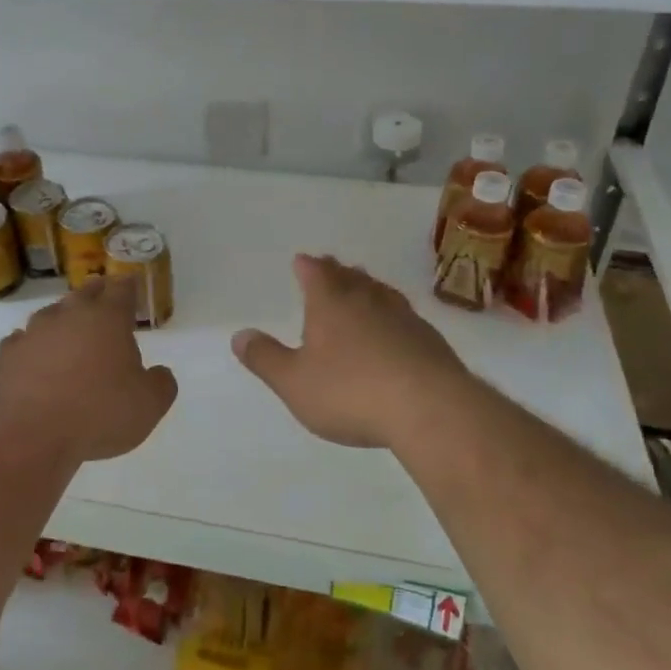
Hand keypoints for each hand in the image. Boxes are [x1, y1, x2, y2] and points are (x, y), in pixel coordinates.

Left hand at [0, 276, 178, 463]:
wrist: (30, 435)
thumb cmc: (98, 414)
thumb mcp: (149, 406)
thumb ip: (161, 384)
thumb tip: (160, 374)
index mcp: (108, 319)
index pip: (122, 289)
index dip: (129, 285)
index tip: (132, 283)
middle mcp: (69, 315)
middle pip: (85, 293)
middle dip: (97, 294)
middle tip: (104, 299)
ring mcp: (33, 332)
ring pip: (52, 314)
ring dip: (63, 319)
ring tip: (70, 332)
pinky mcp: (7, 354)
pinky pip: (23, 341)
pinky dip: (33, 346)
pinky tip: (35, 359)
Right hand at [233, 254, 473, 448]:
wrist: (431, 409)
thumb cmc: (351, 392)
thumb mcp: (294, 382)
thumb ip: (265, 358)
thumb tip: (239, 335)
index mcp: (331, 303)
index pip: (316, 273)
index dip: (306, 266)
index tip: (302, 260)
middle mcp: (368, 300)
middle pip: (351, 277)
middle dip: (337, 271)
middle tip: (331, 267)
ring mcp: (404, 318)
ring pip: (381, 293)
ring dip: (368, 288)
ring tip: (363, 288)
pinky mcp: (430, 341)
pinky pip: (405, 317)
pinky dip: (393, 315)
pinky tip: (395, 329)